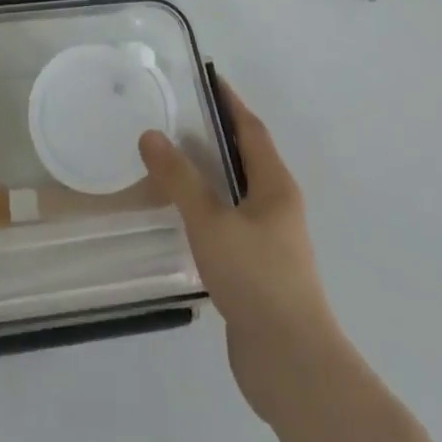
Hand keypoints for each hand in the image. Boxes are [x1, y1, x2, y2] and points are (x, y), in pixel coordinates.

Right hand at [139, 79, 338, 421]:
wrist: (291, 364)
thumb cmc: (256, 278)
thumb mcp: (211, 221)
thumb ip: (180, 178)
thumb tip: (150, 134)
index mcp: (275, 185)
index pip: (251, 129)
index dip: (230, 101)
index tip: (207, 78)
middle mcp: (277, 206)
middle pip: (246, 157)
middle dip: (217, 134)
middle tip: (177, 115)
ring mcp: (271, 241)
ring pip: (237, 192)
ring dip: (211, 173)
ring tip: (172, 158)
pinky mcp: (259, 271)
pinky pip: (230, 223)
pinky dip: (208, 208)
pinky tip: (182, 216)